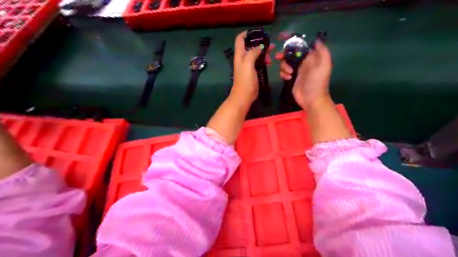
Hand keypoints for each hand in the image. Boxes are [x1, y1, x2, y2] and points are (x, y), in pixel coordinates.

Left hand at [229, 31, 271, 106]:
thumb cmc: (245, 80)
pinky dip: (264, 60)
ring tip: (272, 52)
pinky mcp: (252, 72)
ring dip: (263, 51)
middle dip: (259, 42)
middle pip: (249, 46)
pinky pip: (258, 62)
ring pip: (255, 54)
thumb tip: (259, 46)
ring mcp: (247, 66)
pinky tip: (270, 62)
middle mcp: (243, 59)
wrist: (244, 96)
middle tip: (270, 43)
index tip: (257, 32)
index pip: (240, 39)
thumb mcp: (248, 64)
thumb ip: (252, 53)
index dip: (246, 33)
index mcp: (240, 55)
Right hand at [277, 40, 330, 110]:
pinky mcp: (291, 79)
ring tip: (289, 73)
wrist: (311, 99)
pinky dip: (283, 74)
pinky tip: (288, 78)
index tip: (286, 47)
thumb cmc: (317, 82)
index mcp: (311, 58)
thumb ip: (322, 51)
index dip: (293, 45)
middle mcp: (303, 63)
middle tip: (278, 57)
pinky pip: (283, 73)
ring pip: (285, 63)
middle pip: (291, 55)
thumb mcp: (324, 65)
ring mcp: (296, 71)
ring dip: (284, 66)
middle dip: (284, 55)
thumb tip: (316, 40)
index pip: (300, 48)